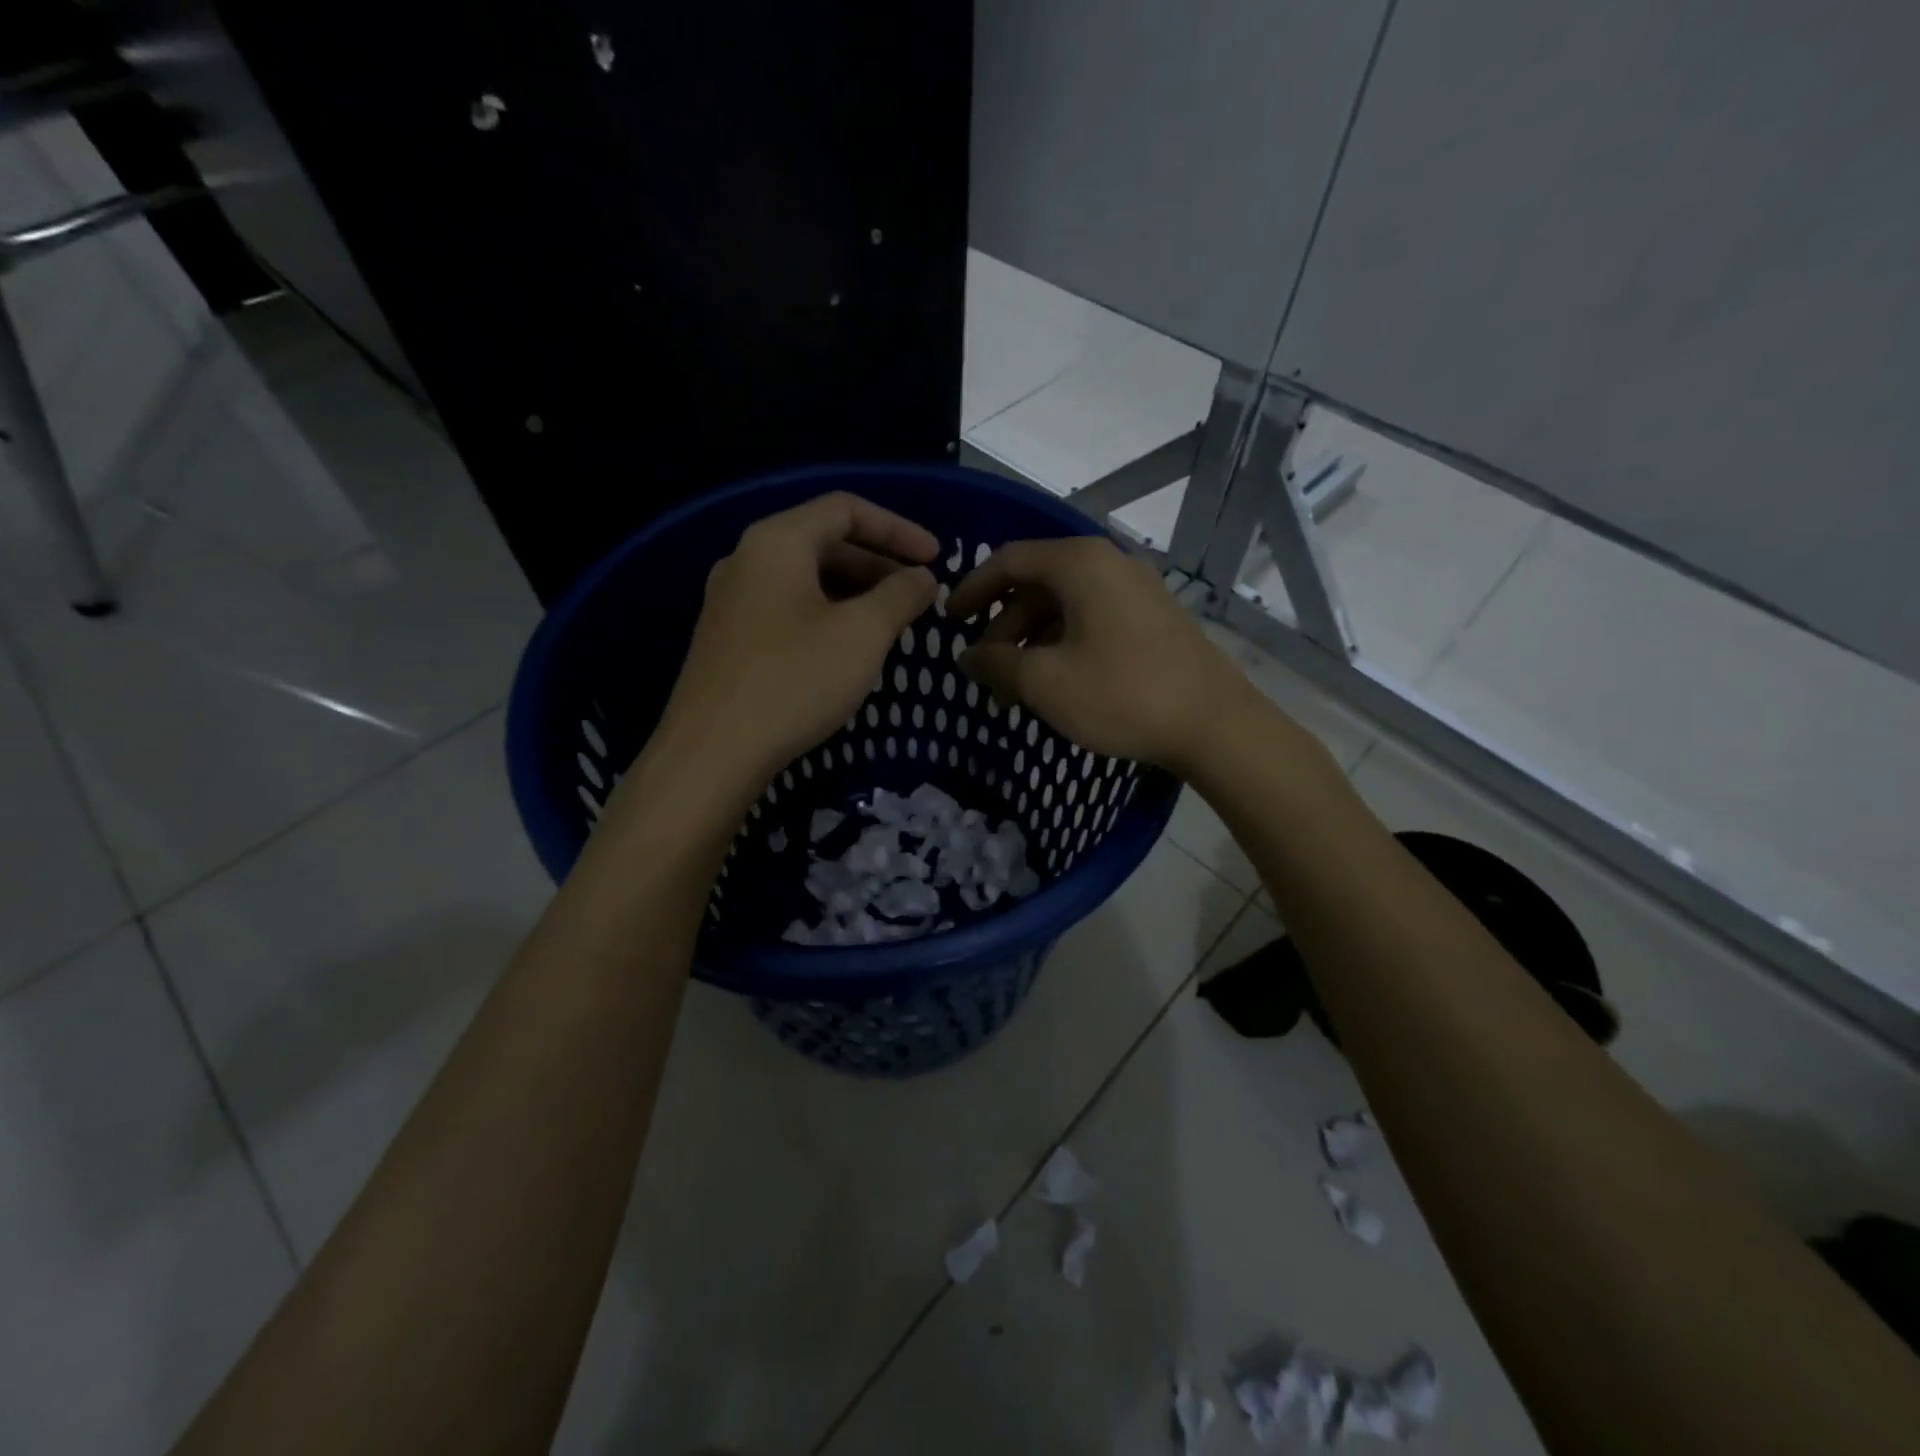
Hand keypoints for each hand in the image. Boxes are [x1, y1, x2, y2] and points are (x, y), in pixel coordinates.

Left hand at [649, 493, 937, 793]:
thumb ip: (900, 595)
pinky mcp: (727, 639)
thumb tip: (922, 577)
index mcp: (777, 542)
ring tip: (890, 622)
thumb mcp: (863, 634)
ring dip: (854, 591)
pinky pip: (786, 608)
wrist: (712, 752)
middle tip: (917, 594)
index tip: (936, 557)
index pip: (845, 509)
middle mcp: (746, 559)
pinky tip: (847, 649)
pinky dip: (826, 614)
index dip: (898, 528)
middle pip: (823, 541)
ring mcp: (731, 601)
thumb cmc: (794, 680)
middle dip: (878, 563)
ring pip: (805, 578)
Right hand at [948, 536, 1255, 774]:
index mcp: (1079, 563)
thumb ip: (997, 664)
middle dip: (1003, 629)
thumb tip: (969, 657)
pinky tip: (1056, 685)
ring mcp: (1135, 589)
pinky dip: (1063, 646)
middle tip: (986, 674)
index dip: (971, 590)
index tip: (948, 621)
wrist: (1215, 724)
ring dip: (1032, 644)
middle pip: (1036, 585)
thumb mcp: (1045, 682)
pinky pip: (1091, 620)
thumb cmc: (1122, 695)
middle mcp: (1108, 563)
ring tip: (1016, 693)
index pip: (1008, 561)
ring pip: (1064, 607)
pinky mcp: (1152, 617)